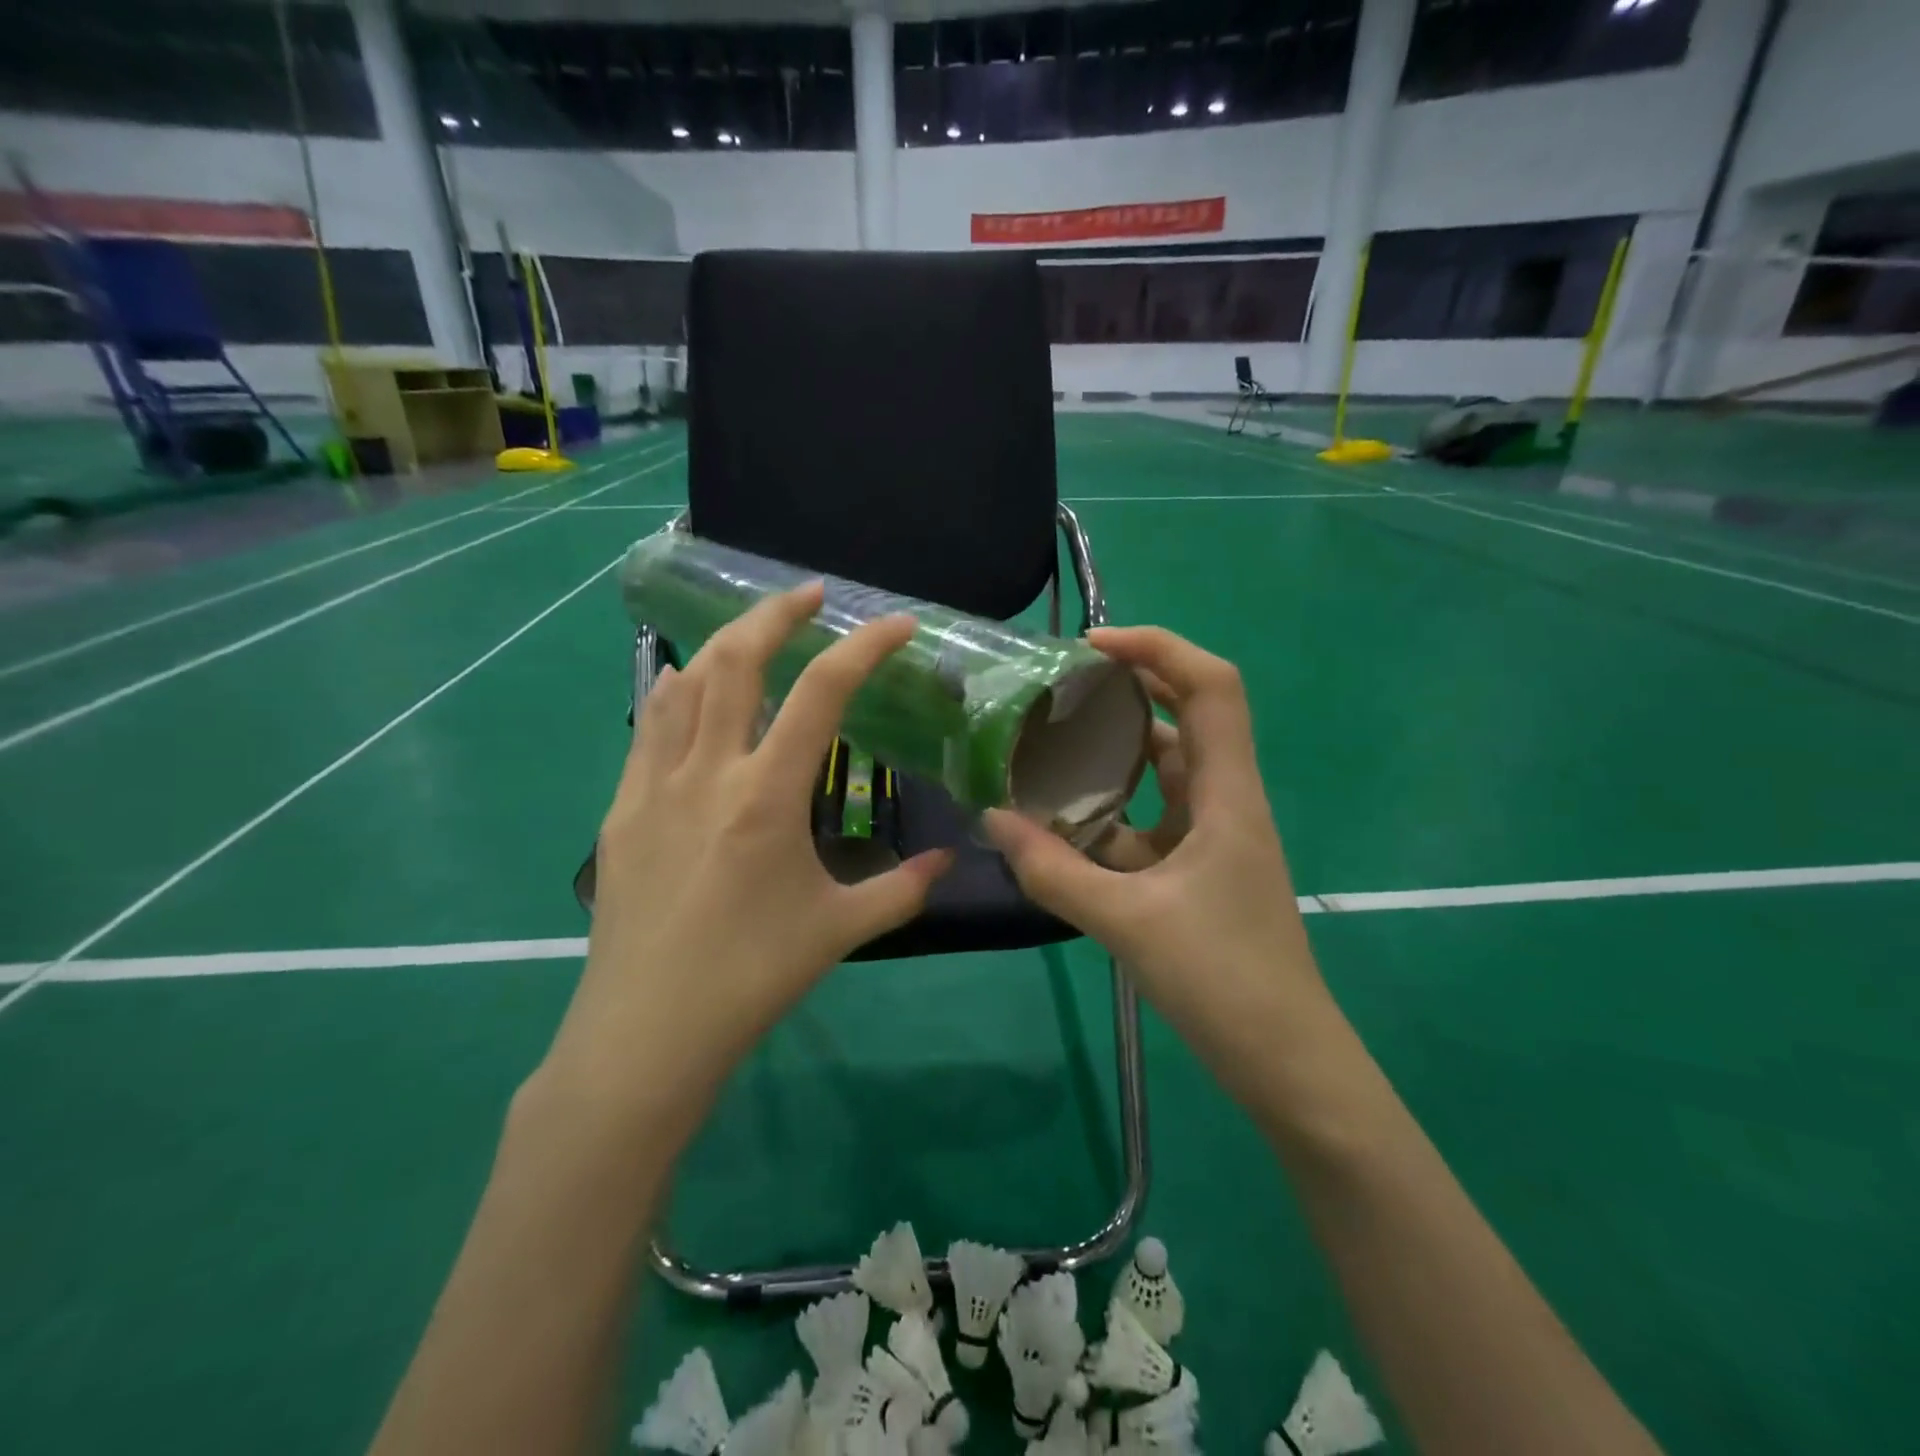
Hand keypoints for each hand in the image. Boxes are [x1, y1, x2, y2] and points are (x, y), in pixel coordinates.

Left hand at [538, 582, 952, 1129]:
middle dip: (776, 612)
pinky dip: (678, 692)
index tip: (897, 624)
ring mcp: (654, 785)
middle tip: (811, 595)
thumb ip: (902, 889)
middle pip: (736, 659)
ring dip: (724, 644)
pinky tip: (692, 694)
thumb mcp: (840, 930)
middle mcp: (708, 772)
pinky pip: (650, 726)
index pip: (822, 693)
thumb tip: (947, 862)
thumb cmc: (751, 977)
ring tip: (755, 637)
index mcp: (767, 795)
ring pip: (684, 682)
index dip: (864, 647)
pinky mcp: (622, 808)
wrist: (646, 1032)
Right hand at [984, 626, 1336, 1104]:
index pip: (1211, 687)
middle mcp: (1225, 801)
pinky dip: (1110, 811)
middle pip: (1187, 716)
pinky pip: (1150, 820)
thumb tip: (992, 820)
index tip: (1093, 647)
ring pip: (1164, 771)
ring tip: (1051, 743)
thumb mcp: (1128, 923)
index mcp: (1227, 795)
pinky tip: (1062, 824)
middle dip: (1130, 687)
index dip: (1159, 648)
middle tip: (1063, 684)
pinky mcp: (1198, 870)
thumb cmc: (1225, 982)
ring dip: (1115, 752)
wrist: (1287, 1064)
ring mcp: (1213, 837)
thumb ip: (1054, 872)